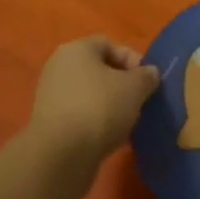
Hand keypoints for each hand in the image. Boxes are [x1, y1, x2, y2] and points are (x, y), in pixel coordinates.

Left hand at [29, 36, 159, 165]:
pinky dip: (96, 121)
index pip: (109, 44)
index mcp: (76, 49)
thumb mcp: (135, 88)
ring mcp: (51, 95)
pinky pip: (80, 113)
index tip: (147, 81)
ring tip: (127, 121)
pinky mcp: (50, 122)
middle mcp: (59, 66)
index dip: (132, 59)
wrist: (61, 154)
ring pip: (90, 93)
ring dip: (110, 104)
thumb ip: (146, 76)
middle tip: (140, 101)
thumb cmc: (100, 108)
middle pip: (99, 69)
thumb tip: (149, 73)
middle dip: (122, 84)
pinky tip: (110, 136)